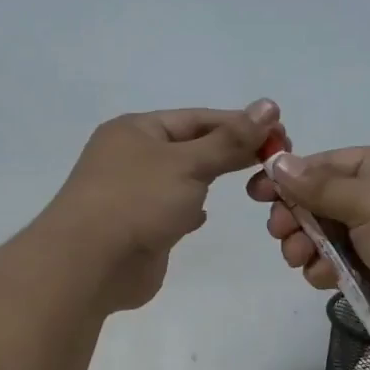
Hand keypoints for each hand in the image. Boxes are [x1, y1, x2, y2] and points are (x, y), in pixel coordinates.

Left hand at [42, 100, 282, 311]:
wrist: (89, 264)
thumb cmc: (137, 201)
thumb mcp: (189, 163)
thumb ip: (230, 140)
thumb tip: (269, 105)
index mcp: (135, 130)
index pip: (197, 119)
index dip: (238, 123)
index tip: (279, 132)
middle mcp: (130, 157)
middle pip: (190, 147)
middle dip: (229, 151)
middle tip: (274, 159)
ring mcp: (131, 194)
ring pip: (180, 179)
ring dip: (209, 179)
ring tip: (248, 182)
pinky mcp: (137, 228)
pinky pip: (170, 210)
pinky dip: (189, 209)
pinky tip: (204, 215)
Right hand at [245, 143, 369, 346]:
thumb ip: (319, 186)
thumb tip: (278, 160)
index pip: (325, 164)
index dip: (289, 177)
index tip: (256, 192)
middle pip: (320, 202)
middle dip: (295, 217)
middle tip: (280, 232)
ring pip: (325, 238)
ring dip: (306, 247)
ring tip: (301, 259)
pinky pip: (339, 267)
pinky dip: (326, 271)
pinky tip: (325, 278)